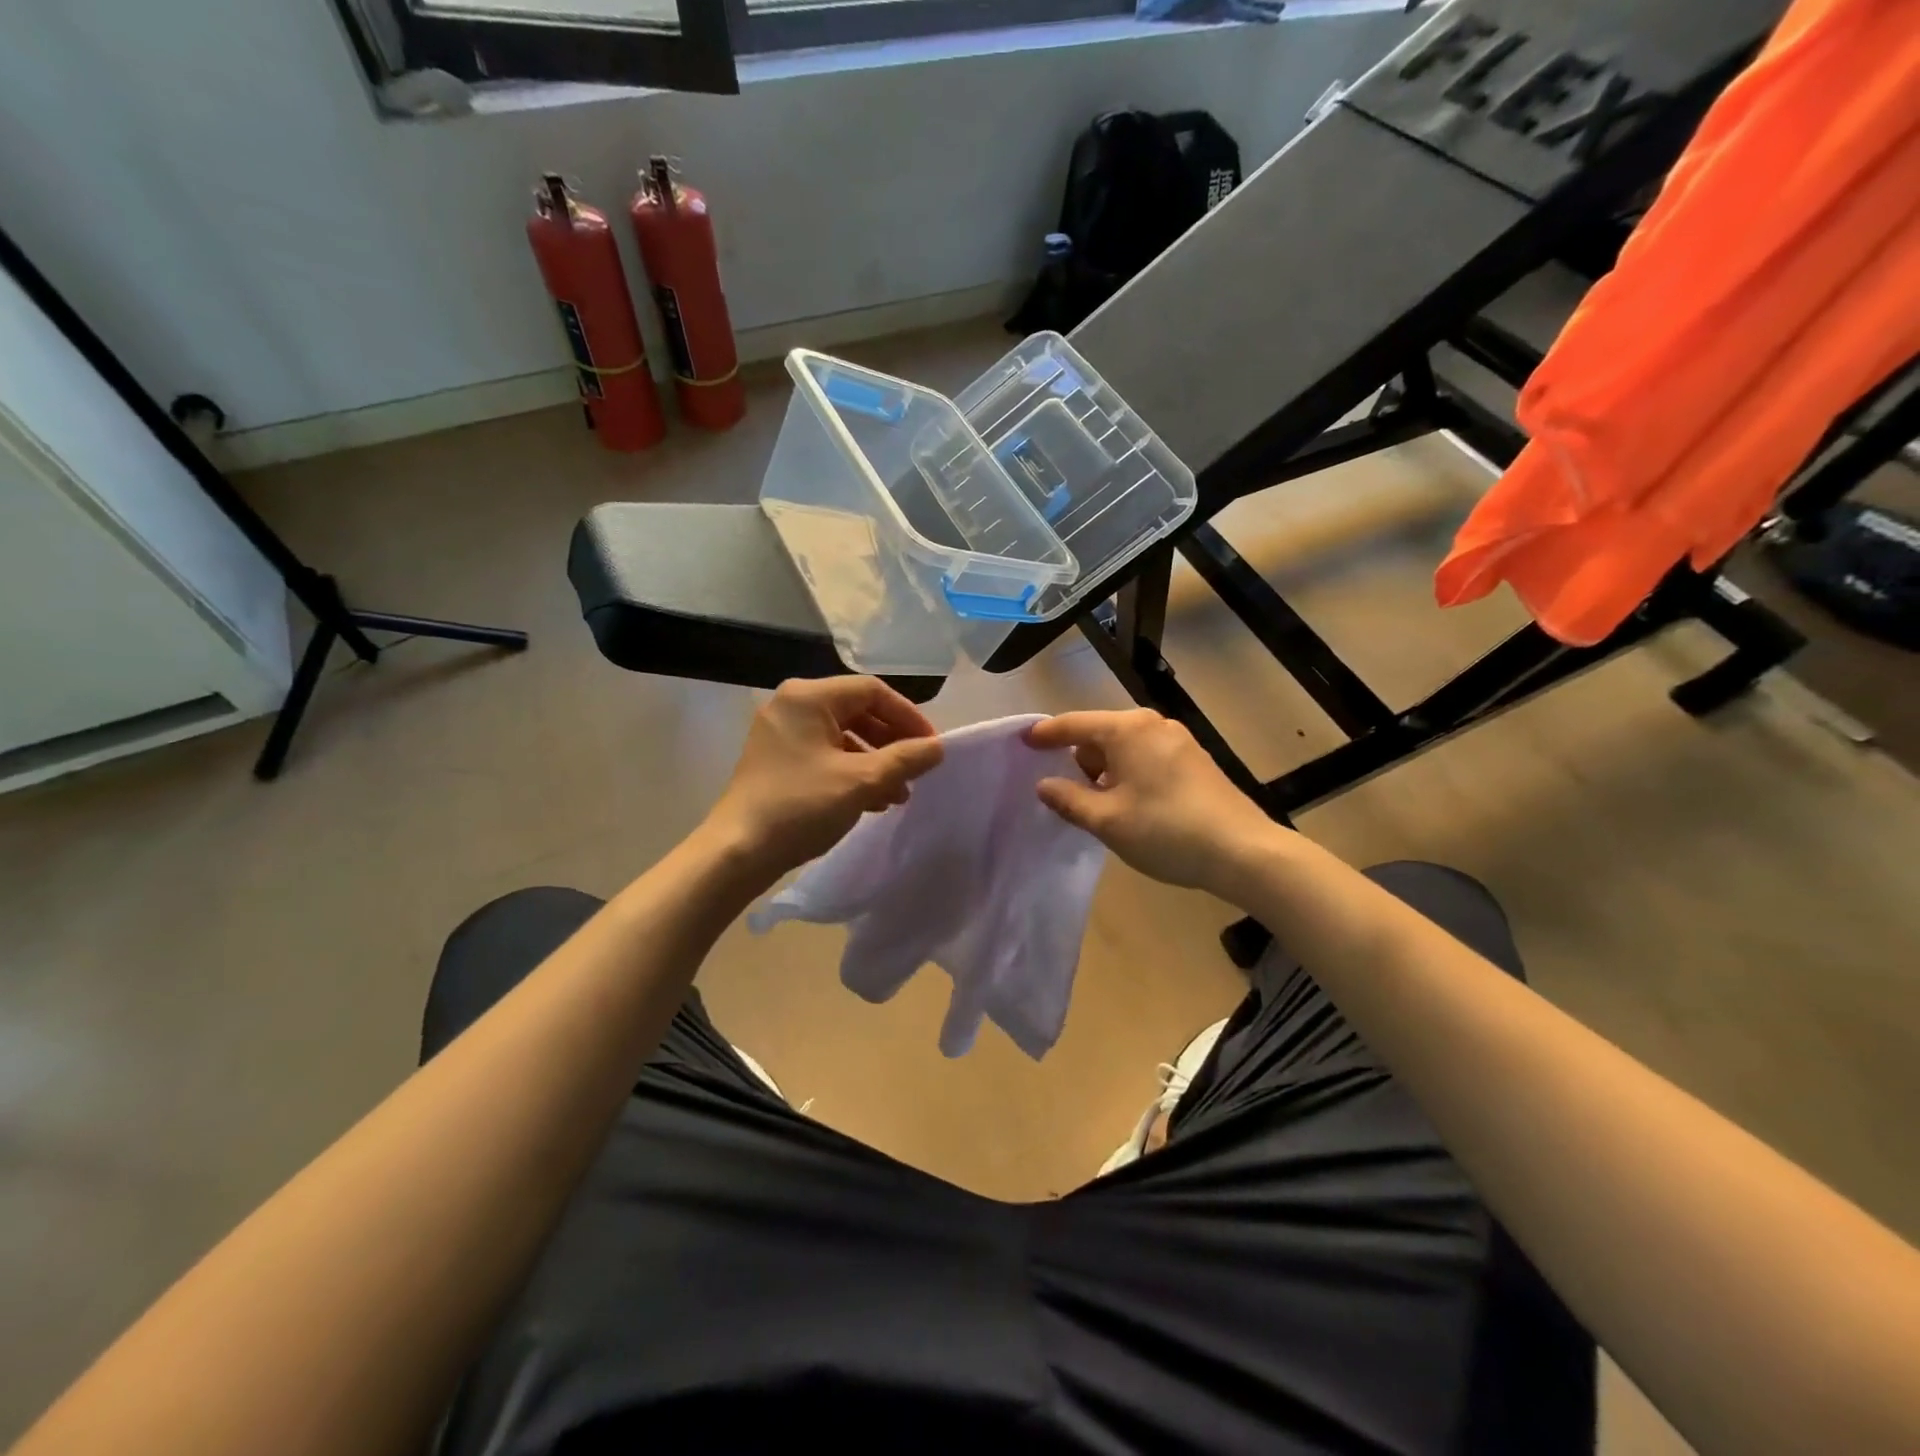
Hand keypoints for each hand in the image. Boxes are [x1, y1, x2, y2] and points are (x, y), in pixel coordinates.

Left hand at [706, 676, 943, 878]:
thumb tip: (938, 747)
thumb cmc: (801, 806)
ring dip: (875, 761)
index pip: (873, 691)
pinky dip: (852, 772)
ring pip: (843, 736)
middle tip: (916, 770)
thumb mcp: (861, 781)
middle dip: (892, 742)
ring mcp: (781, 734)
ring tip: (897, 794)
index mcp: (808, 697)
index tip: (931, 747)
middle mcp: (792, 706)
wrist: (738, 852)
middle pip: (858, 711)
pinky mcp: (777, 761)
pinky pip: (825, 754)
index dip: (908, 717)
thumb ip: (905, 759)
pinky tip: (872, 801)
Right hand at [1027, 709, 1280, 892]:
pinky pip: (1146, 758)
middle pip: (1100, 734)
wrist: (1243, 851)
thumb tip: (1044, 785)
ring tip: (1100, 807)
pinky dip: (1129, 774)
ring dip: (1105, 771)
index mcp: (1127, 729)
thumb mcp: (1107, 820)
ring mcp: (1178, 740)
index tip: (1023, 742)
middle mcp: (1152, 724)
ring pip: (1125, 748)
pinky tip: (1131, 806)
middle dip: (1079, 760)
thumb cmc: (1165, 830)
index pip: (1074, 724)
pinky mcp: (1194, 760)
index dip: (1046, 734)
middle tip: (1066, 794)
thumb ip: (1069, 799)